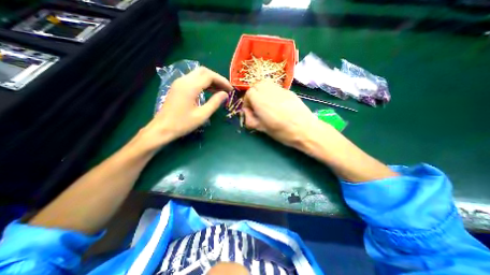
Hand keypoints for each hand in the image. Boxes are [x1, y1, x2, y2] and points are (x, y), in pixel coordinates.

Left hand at [137, 66, 230, 151]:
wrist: (162, 128)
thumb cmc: (183, 124)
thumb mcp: (202, 115)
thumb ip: (215, 103)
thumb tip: (225, 94)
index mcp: (190, 87)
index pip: (209, 76)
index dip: (222, 80)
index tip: (230, 89)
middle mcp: (184, 80)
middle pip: (203, 71)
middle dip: (217, 78)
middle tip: (225, 88)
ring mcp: (179, 83)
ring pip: (198, 74)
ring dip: (210, 80)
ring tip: (220, 90)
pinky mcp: (178, 87)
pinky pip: (193, 79)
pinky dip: (203, 83)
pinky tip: (209, 91)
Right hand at [240, 80, 324, 148]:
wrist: (305, 129)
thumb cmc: (283, 132)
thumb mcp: (263, 129)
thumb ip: (251, 120)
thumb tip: (247, 114)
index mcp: (261, 102)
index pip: (249, 93)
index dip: (247, 101)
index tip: (250, 110)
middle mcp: (269, 92)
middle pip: (257, 85)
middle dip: (253, 94)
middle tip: (256, 105)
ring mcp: (280, 90)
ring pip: (266, 83)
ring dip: (262, 91)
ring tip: (265, 103)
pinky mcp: (289, 91)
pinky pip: (275, 87)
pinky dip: (271, 92)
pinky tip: (275, 103)